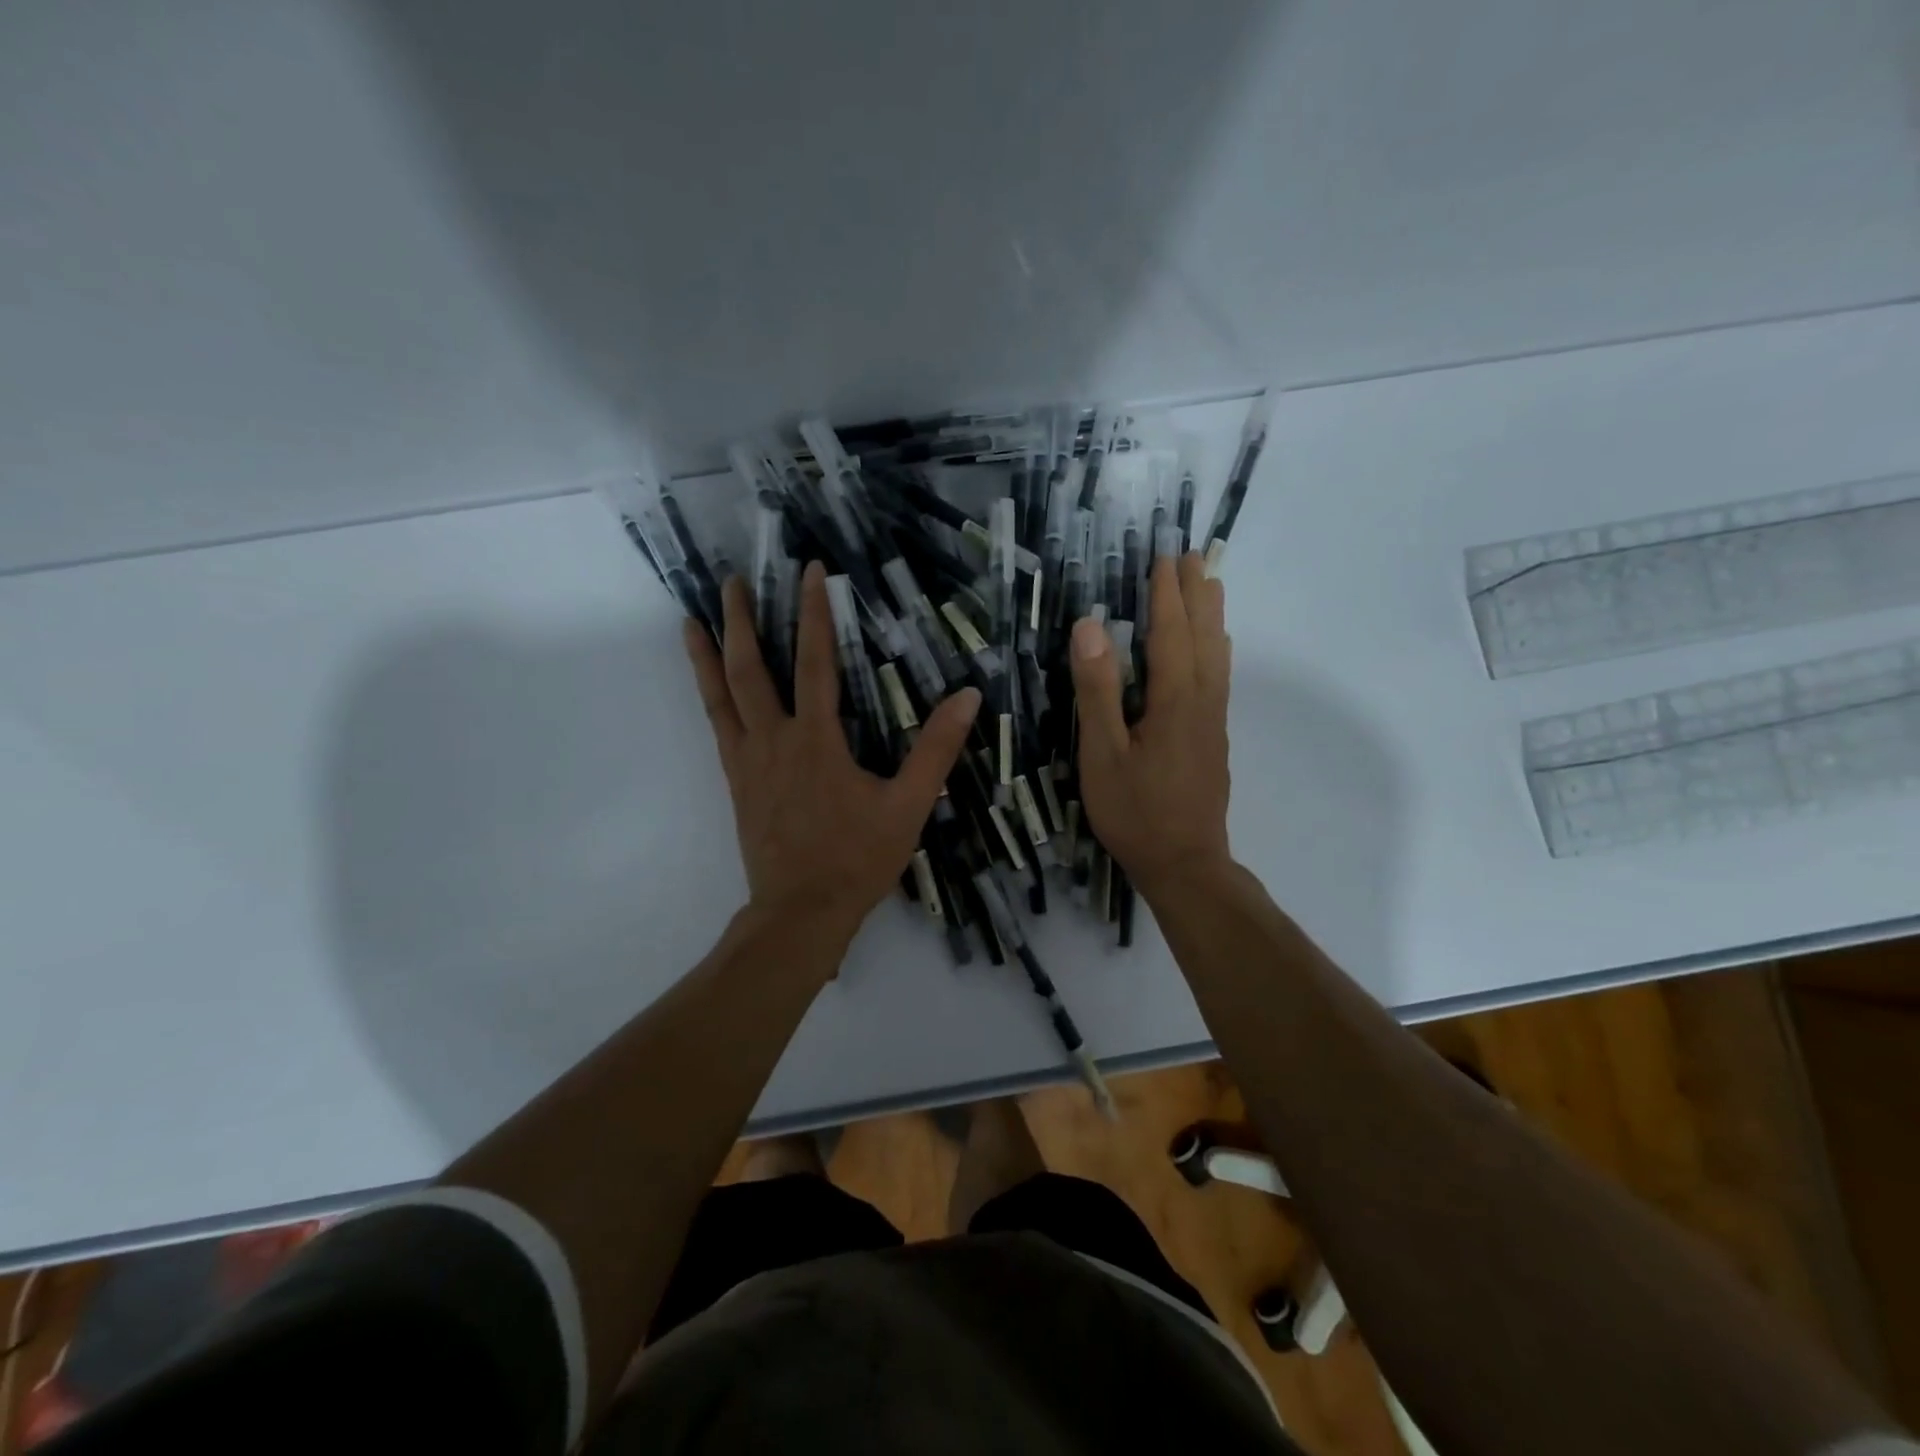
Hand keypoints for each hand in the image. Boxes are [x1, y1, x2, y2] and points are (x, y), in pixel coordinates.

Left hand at [684, 561, 980, 947]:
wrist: (801, 911)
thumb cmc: (857, 858)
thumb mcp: (908, 805)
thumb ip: (936, 750)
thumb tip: (967, 697)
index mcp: (817, 740)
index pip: (816, 662)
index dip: (814, 613)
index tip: (811, 572)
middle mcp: (774, 740)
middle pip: (751, 669)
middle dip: (742, 621)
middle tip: (731, 580)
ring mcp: (748, 761)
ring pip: (721, 696)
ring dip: (709, 654)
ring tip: (692, 620)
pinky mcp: (736, 781)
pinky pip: (718, 727)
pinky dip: (708, 696)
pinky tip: (708, 685)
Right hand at [1069, 552, 1232, 897]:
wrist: (1185, 864)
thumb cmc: (1135, 811)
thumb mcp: (1102, 753)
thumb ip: (1098, 689)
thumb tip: (1091, 626)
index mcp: (1174, 700)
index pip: (1171, 633)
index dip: (1166, 595)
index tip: (1165, 557)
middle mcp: (1202, 701)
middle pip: (1203, 636)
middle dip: (1196, 594)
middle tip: (1193, 557)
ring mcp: (1213, 721)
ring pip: (1218, 656)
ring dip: (1212, 617)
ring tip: (1211, 586)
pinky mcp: (1214, 739)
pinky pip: (1219, 677)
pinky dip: (1216, 649)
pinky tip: (1214, 651)